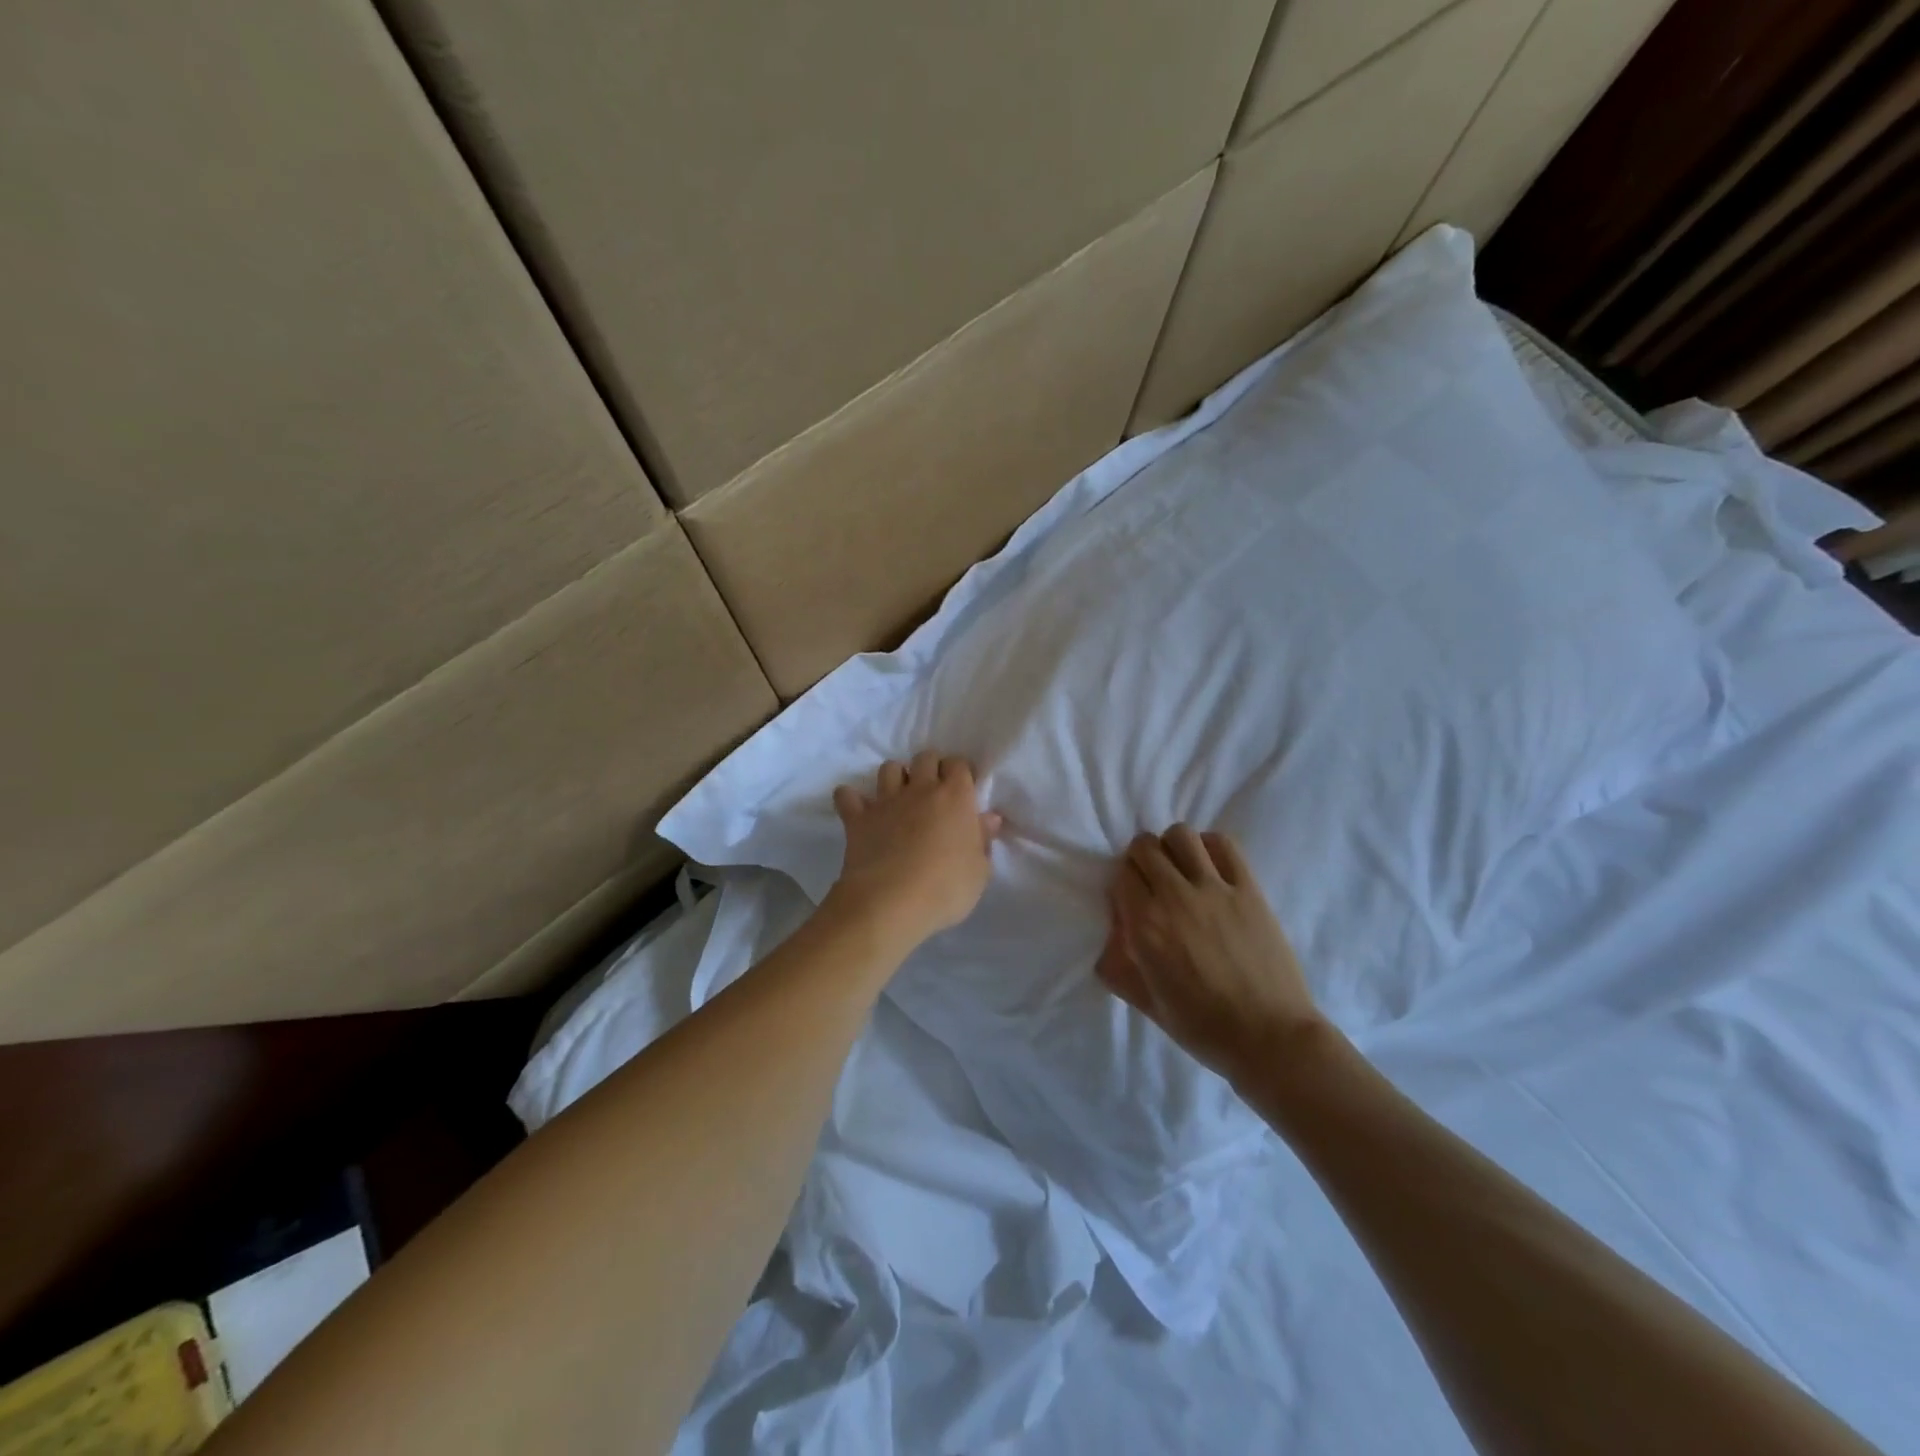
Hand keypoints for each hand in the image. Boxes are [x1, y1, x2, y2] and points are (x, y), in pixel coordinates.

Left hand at [828, 751, 1002, 948]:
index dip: (960, 772)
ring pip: (889, 768)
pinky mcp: (857, 817)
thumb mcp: (979, 872)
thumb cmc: (945, 888)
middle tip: (933, 791)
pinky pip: (847, 795)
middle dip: (930, 767)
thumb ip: (983, 840)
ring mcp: (886, 801)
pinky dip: (850, 798)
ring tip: (899, 797)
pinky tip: (856, 809)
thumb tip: (988, 818)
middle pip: (925, 757)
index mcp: (955, 797)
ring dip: (895, 777)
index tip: (963, 789)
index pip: (958, 764)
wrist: (890, 903)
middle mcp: (920, 789)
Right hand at [1096, 826, 1322, 1087]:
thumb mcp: (1147, 1003)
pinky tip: (1210, 866)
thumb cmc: (1204, 1028)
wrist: (1271, 1038)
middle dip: (1142, 860)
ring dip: (1173, 847)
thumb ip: (1119, 966)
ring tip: (1181, 869)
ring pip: (1180, 835)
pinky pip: (1224, 845)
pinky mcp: (1249, 888)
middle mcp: (1175, 898)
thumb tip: (1110, 939)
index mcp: (1145, 927)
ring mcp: (1215, 889)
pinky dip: (1210, 847)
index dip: (1124, 885)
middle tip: (1153, 882)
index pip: (1120, 875)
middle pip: (1145, 847)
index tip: (1132, 901)